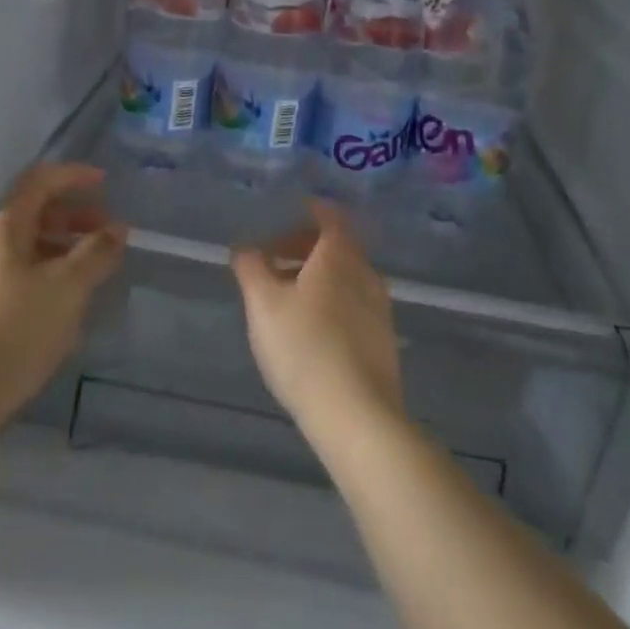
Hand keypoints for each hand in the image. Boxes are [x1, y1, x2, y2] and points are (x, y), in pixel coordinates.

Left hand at [0, 164, 126, 439]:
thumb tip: (117, 230)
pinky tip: (66, 303)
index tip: (105, 182)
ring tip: (94, 272)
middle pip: (34, 214)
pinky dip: (48, 274)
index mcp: (4, 227)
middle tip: (108, 235)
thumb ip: (96, 253)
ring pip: (28, 247)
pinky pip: (19, 275)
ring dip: (64, 249)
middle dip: (74, 217)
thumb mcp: (67, 288)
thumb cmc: (14, 330)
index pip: (40, 181)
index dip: (73, 176)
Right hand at [232, 201, 403, 442]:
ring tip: (286, 298)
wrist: (358, 417)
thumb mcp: (263, 304)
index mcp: (339, 255)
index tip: (288, 214)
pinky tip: (311, 331)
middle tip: (274, 261)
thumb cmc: (304, 348)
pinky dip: (332, 303)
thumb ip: (251, 268)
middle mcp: (366, 273)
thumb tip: (245, 248)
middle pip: (337, 247)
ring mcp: (380, 309)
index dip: (310, 211)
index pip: (330, 216)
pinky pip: (355, 305)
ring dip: (317, 278)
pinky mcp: (384, 342)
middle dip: (305, 248)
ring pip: (346, 278)